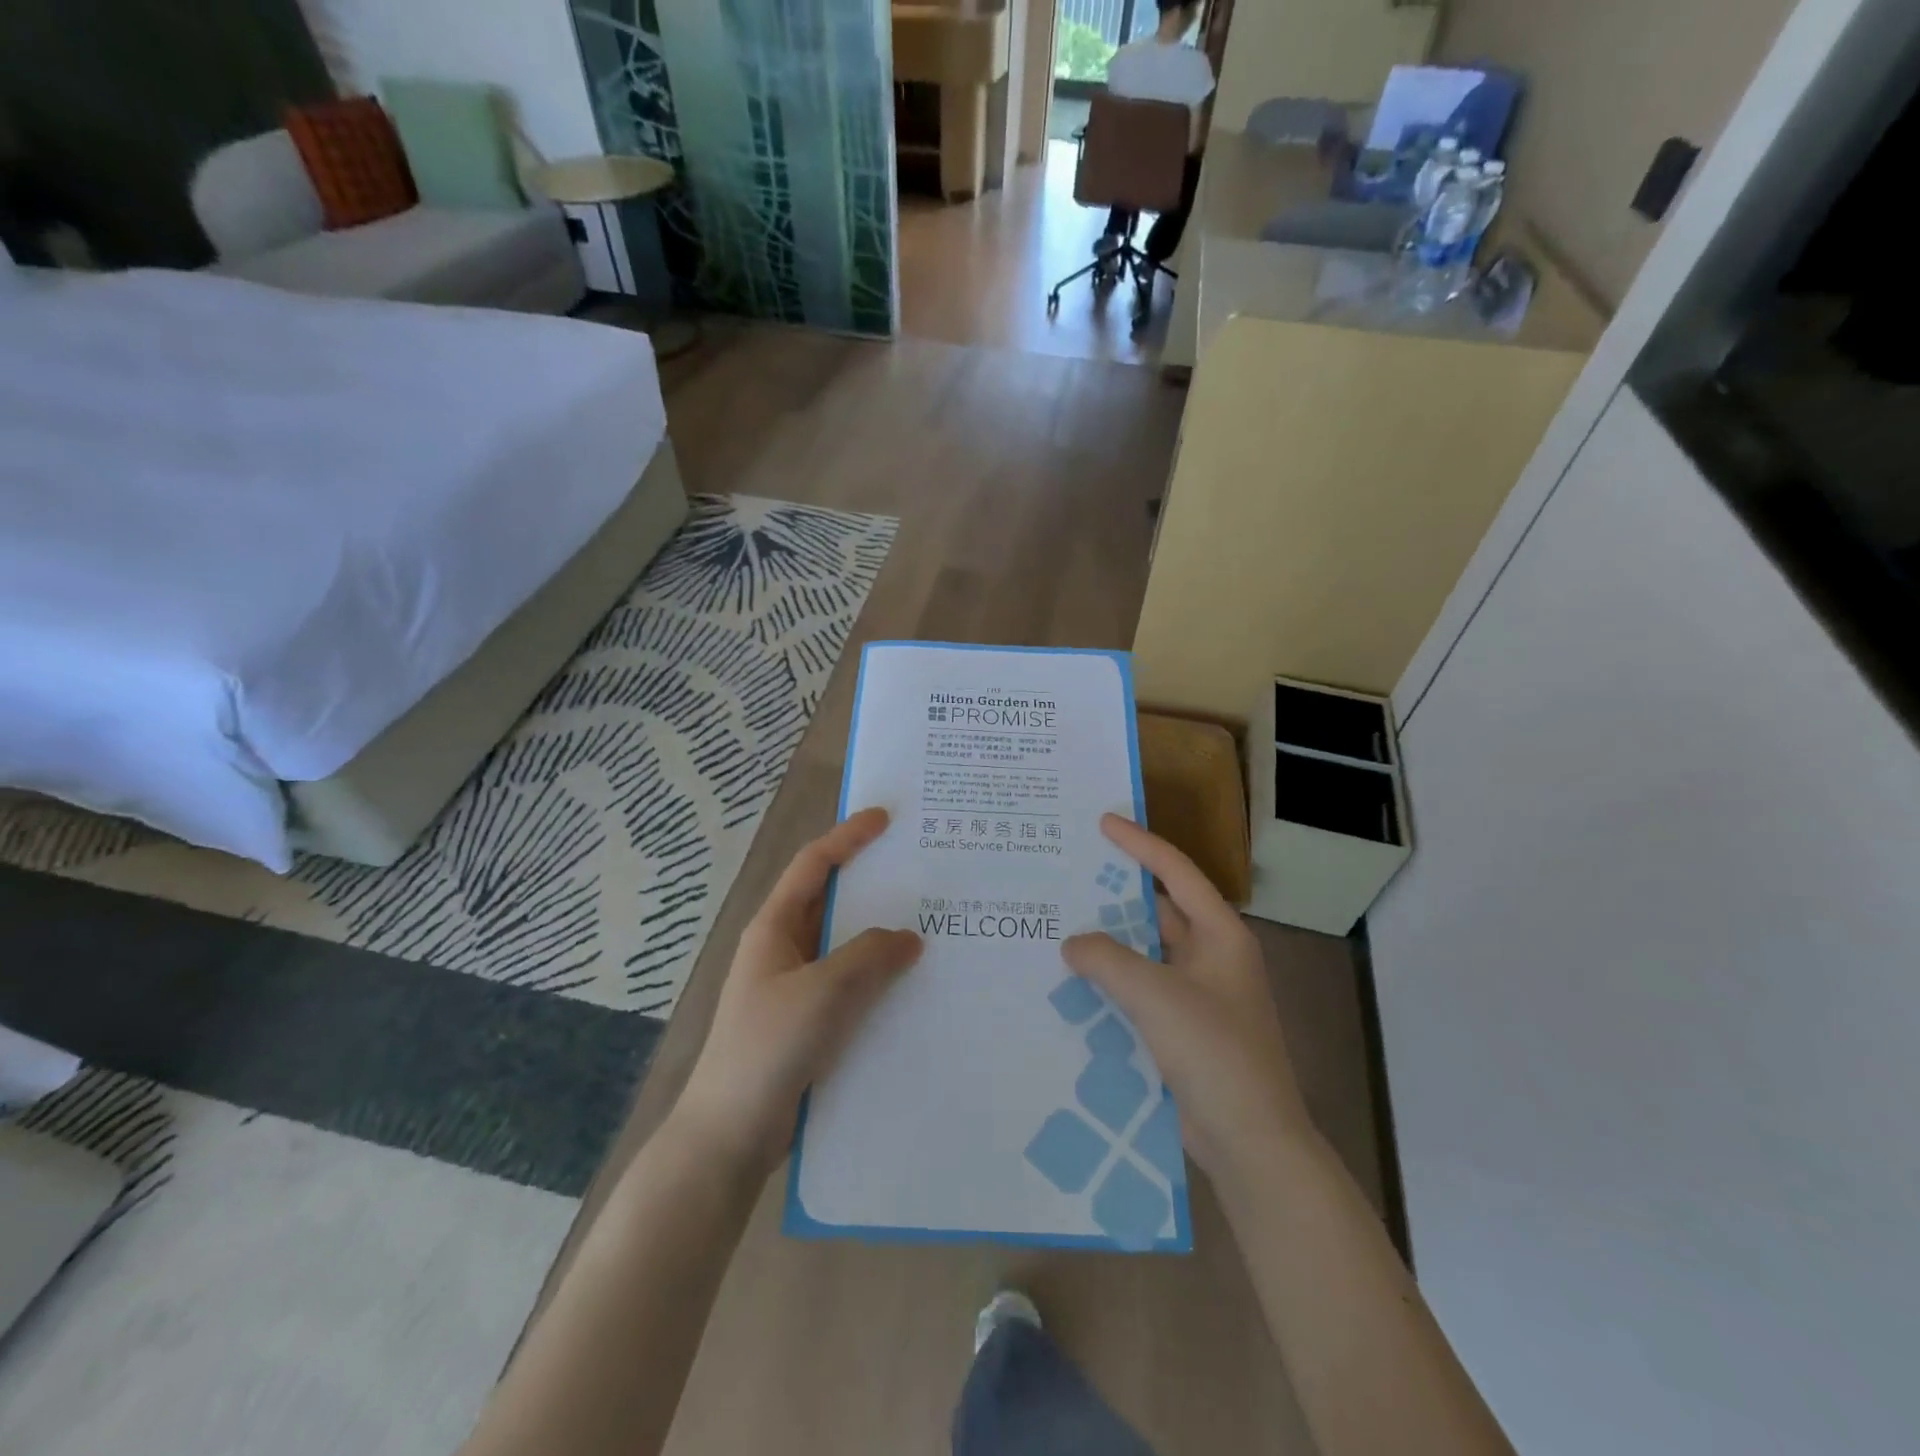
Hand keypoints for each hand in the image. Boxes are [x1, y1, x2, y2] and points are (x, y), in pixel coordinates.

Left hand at [673, 808, 922, 1176]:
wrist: (730, 1134)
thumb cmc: (768, 1048)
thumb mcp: (823, 991)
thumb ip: (869, 956)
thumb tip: (909, 937)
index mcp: (775, 927)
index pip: (813, 865)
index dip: (847, 836)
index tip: (885, 818)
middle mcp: (784, 949)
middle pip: (832, 901)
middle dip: (873, 884)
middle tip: (923, 872)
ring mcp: (795, 988)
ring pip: (845, 946)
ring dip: (881, 935)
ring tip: (932, 925)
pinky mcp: (809, 1022)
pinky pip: (851, 985)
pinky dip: (879, 977)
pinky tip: (915, 986)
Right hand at [1063, 814, 1312, 1188]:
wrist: (1251, 1141)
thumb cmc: (1214, 1053)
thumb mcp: (1156, 995)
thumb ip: (1108, 959)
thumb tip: (1073, 943)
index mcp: (1221, 935)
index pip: (1176, 873)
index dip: (1140, 844)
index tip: (1103, 822)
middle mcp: (1213, 957)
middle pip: (1161, 910)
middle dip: (1118, 892)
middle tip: (1072, 872)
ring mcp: (1200, 995)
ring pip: (1148, 952)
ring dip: (1112, 940)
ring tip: (1062, 922)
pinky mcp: (1185, 1029)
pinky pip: (1143, 988)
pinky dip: (1114, 979)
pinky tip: (1076, 980)